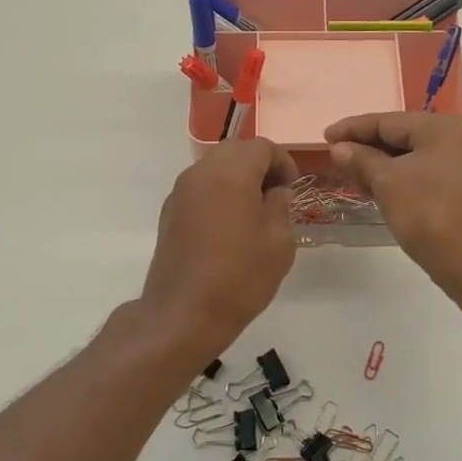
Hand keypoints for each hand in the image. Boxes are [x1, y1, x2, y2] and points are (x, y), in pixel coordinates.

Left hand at [140, 138, 298, 355]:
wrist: (184, 314)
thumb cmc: (240, 277)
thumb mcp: (278, 242)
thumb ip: (280, 205)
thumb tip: (274, 191)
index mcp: (230, 173)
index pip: (262, 147)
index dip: (283, 162)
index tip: (292, 188)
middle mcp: (200, 173)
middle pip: (235, 151)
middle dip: (259, 166)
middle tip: (275, 196)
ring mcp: (180, 192)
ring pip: (214, 168)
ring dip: (237, 179)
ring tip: (253, 212)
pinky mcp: (169, 212)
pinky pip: (199, 188)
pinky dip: (218, 194)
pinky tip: (228, 227)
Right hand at [326, 112, 461, 302]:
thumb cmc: (431, 216)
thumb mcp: (388, 184)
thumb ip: (362, 160)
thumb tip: (340, 148)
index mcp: (447, 127)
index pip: (389, 120)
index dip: (353, 128)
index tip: (325, 136)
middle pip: (405, 136)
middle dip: (368, 149)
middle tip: (336, 159)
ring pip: (417, 157)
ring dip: (384, 166)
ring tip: (353, 177)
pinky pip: (430, 174)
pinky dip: (404, 179)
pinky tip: (381, 191)